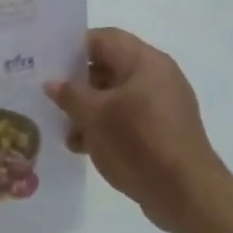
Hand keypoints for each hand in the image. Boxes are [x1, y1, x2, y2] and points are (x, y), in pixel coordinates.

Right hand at [45, 28, 230, 232]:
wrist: (186, 193)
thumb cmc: (139, 143)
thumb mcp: (96, 117)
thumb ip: (71, 95)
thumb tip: (52, 82)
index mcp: (145, 61)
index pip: (103, 39)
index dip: (73, 47)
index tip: (47, 63)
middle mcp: (157, 76)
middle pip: (109, 67)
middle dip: (78, 84)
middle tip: (49, 98)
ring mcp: (162, 104)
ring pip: (115, 95)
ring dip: (89, 110)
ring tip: (66, 131)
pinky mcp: (162, 130)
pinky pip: (127, 117)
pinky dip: (105, 126)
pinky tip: (84, 146)